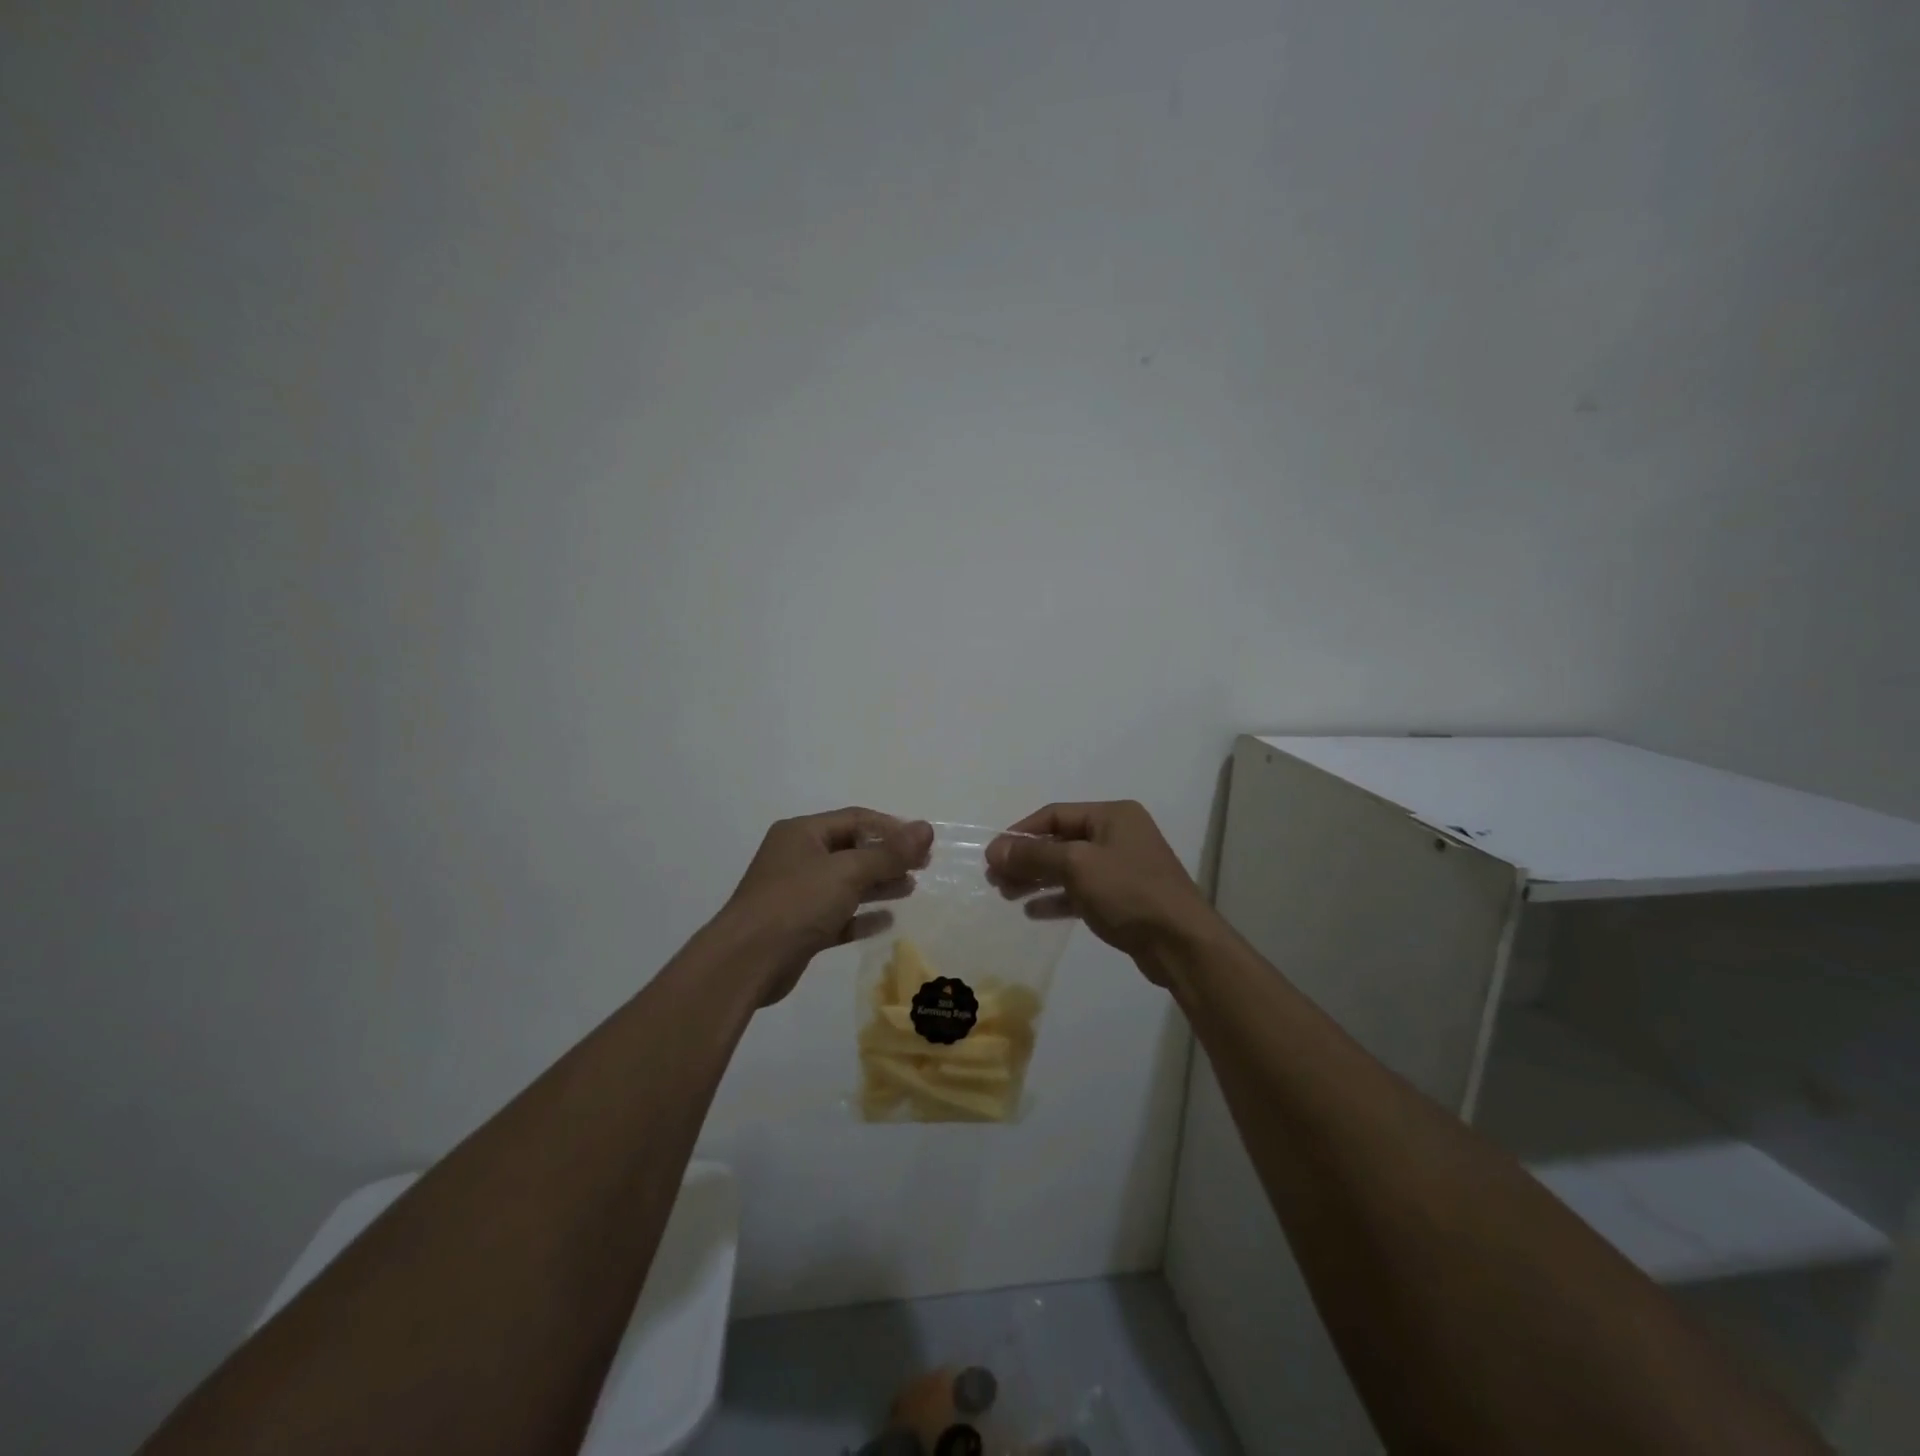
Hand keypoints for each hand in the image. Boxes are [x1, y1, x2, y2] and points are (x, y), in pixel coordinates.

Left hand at [717, 808, 933, 1004]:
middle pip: (852, 850)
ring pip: (846, 883)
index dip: (891, 828)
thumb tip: (926, 829)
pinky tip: (887, 920)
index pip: (855, 819)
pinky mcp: (799, 927)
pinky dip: (861, 916)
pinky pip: (837, 915)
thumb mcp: (848, 871)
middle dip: (887, 857)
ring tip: (910, 889)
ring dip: (878, 884)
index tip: (922, 843)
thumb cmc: (797, 903)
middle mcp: (797, 857)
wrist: (747, 961)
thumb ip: (889, 853)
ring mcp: (796, 894)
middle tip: (922, 866)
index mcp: (802, 833)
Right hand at [986, 801, 1213, 983]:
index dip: (1020, 833)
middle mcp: (1118, 835)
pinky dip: (1057, 898)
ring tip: (1006, 894)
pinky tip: (1032, 911)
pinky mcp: (1123, 898)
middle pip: (1060, 841)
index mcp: (1112, 815)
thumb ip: (1034, 855)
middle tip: (995, 879)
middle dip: (1026, 859)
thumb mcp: (1077, 866)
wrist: (1181, 943)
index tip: (992, 855)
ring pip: (1068, 868)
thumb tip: (994, 850)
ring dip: (1036, 879)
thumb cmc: (1129, 892)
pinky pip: (1081, 891)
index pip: (1055, 815)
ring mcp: (1122, 867)